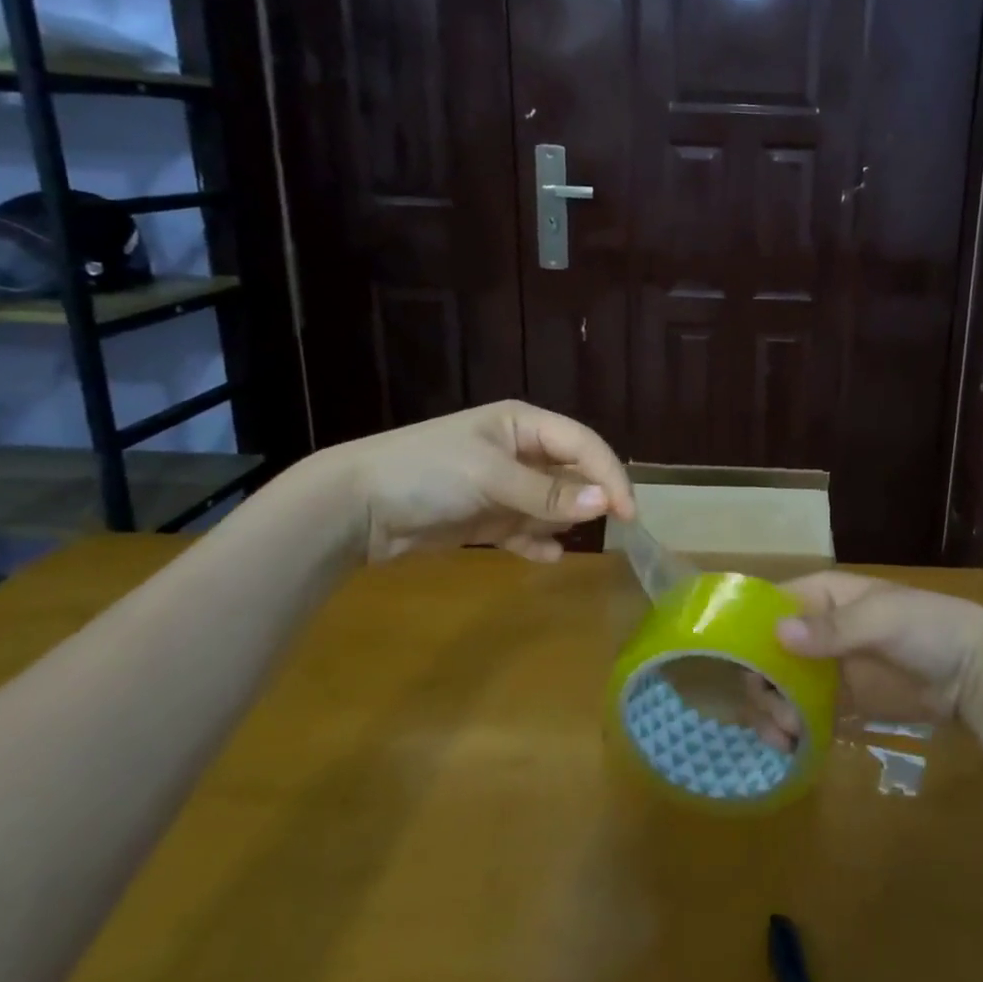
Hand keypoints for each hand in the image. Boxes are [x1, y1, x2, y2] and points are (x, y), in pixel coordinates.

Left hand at [315, 400, 634, 562]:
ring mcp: (503, 486)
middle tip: (603, 528)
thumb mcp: (490, 477)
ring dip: (558, 522)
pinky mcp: (487, 518)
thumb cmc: (427, 473)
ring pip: (552, 504)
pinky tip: (546, 556)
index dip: (609, 475)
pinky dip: (538, 543)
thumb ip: (547, 494)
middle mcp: (519, 451)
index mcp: (523, 425)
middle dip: (586, 499)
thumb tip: (603, 504)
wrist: (354, 508)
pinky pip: (526, 530)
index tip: (628, 513)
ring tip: (548, 536)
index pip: (583, 444)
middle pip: (572, 473)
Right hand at [747, 572, 982, 745]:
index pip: (770, 607)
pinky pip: (802, 715)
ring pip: (778, 688)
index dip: (750, 632)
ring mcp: (826, 669)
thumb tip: (778, 633)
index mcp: (822, 596)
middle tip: (778, 717)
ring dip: (772, 712)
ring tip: (786, 739)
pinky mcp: (839, 704)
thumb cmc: (928, 627)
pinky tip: (792, 749)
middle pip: (767, 654)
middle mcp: (815, 630)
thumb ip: (833, 629)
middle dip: (761, 685)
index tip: (742, 668)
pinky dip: (791, 731)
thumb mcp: (883, 619)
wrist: (974, 672)